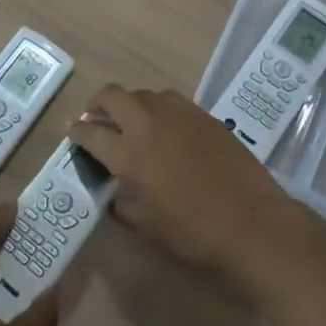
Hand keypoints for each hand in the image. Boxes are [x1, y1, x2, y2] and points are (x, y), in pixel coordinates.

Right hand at [66, 85, 302, 282]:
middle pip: (111, 96)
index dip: (76, 133)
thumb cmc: (195, 232)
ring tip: (131, 123)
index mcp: (129, 155)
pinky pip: (170, 100)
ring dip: (129, 104)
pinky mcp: (203, 114)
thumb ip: (123, 204)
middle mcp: (148, 124)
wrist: (253, 221)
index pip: (90, 133)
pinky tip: (164, 126)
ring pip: (142, 93)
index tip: (73, 135)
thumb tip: (114, 191)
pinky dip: (157, 108)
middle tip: (96, 120)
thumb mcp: (147, 226)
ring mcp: (178, 114)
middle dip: (96, 105)